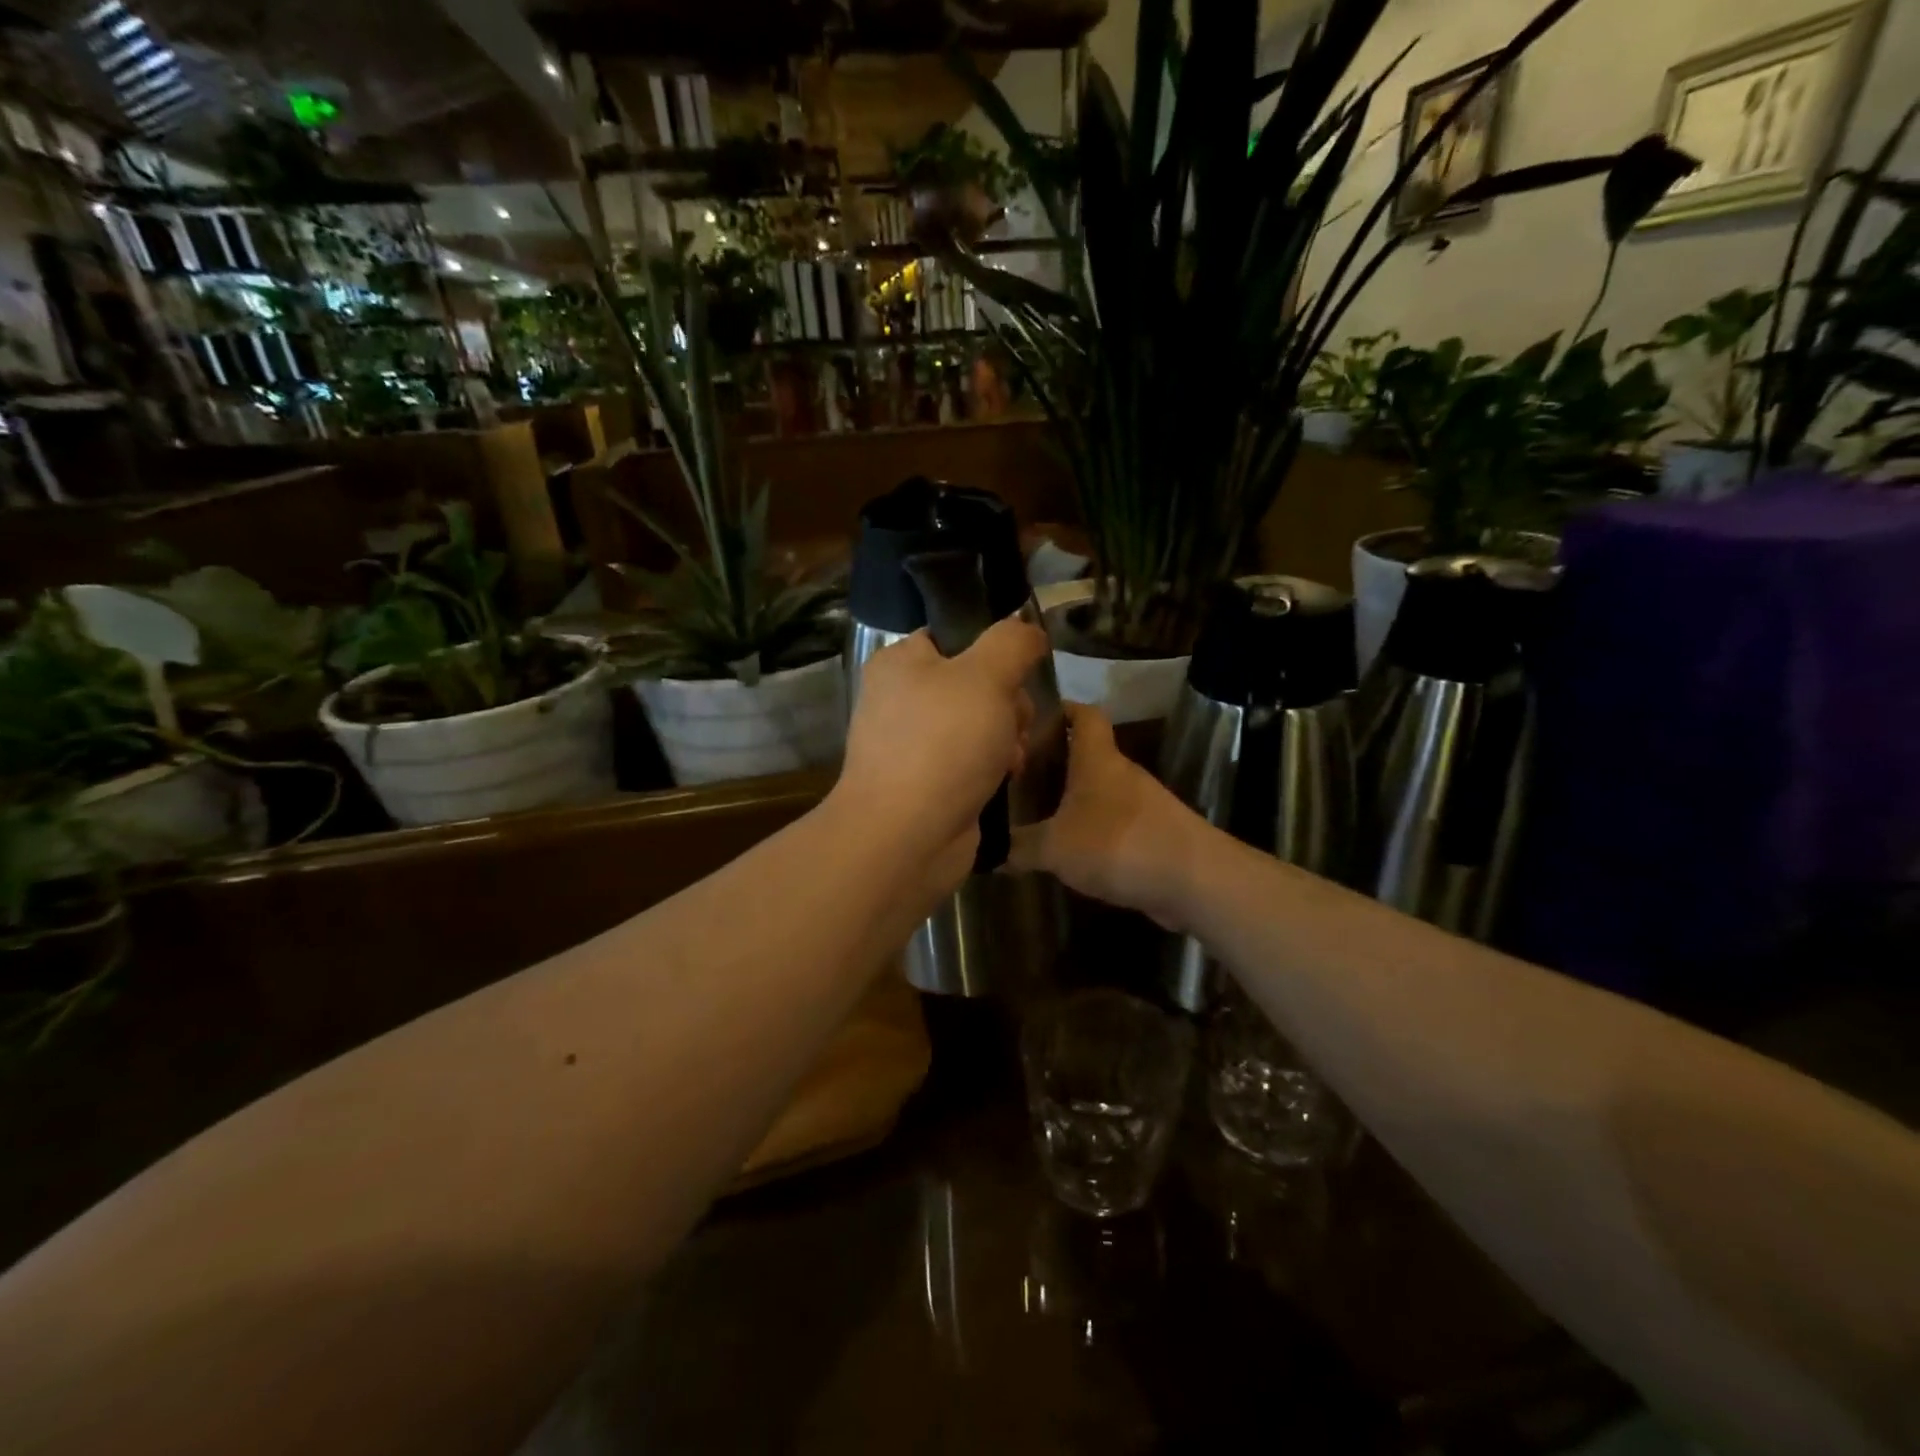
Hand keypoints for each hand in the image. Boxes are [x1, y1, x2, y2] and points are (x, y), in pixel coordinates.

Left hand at [831, 616, 1048, 894]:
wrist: (905, 837)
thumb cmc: (943, 744)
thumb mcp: (985, 676)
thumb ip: (1012, 642)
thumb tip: (1027, 630)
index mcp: (901, 662)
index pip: (955, 635)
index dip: (995, 650)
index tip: (1021, 670)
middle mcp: (902, 698)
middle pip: (975, 682)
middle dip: (1009, 702)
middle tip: (1016, 722)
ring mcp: (913, 743)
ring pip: (980, 723)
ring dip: (1008, 736)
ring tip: (1012, 757)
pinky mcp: (927, 782)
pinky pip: (972, 760)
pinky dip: (993, 767)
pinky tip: (1006, 779)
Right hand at [1007, 703, 1206, 930]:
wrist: (1193, 879)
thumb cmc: (1117, 844)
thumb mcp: (1054, 847)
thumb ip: (1018, 848)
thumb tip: (986, 851)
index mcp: (1097, 760)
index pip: (1083, 714)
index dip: (1061, 709)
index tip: (1030, 718)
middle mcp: (1120, 773)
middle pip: (1086, 755)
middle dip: (1054, 762)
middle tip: (1017, 777)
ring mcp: (1141, 804)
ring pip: (1098, 791)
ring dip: (1072, 799)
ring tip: (1035, 815)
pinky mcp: (1152, 834)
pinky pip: (1113, 822)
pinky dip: (1091, 829)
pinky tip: (1069, 850)